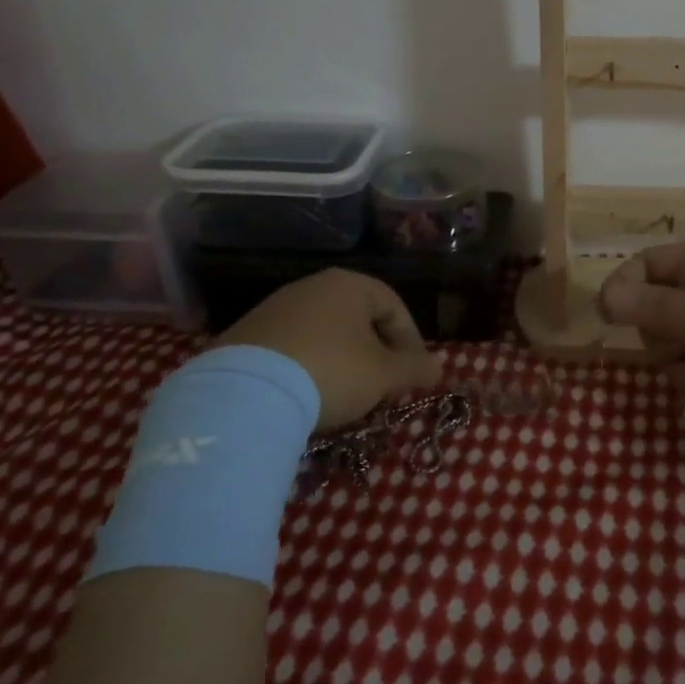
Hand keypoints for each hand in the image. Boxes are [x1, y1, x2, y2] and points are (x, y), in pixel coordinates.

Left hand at [219, 270, 439, 428]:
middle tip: (382, 388)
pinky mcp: (245, 335)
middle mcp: (312, 286)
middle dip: (375, 354)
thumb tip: (439, 367)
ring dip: (341, 362)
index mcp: (350, 285)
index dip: (411, 342)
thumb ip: (415, 368)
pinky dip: (306, 369)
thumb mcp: (384, 375)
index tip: (413, 375)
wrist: (246, 393)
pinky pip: (291, 349)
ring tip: (344, 398)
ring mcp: (274, 308)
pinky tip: (306, 399)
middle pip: (357, 319)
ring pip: (323, 334)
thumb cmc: (332, 371)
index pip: (394, 307)